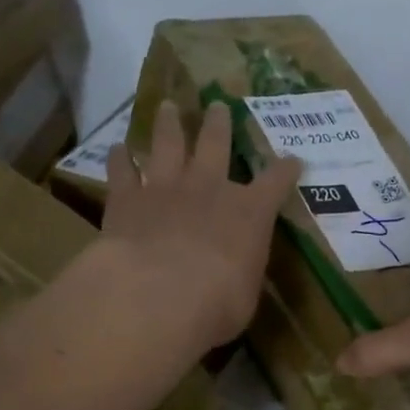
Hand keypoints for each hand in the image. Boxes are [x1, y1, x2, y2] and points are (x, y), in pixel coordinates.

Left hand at [97, 100, 300, 354]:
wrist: (160, 295)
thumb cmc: (218, 303)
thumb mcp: (246, 294)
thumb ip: (242, 274)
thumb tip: (237, 274)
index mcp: (250, 213)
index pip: (276, 183)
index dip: (285, 170)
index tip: (293, 160)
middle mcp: (210, 189)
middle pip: (216, 144)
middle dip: (219, 124)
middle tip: (217, 106)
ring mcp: (166, 188)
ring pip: (167, 143)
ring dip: (168, 124)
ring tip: (167, 106)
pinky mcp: (126, 198)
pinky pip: (121, 170)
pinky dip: (118, 158)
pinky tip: (116, 149)